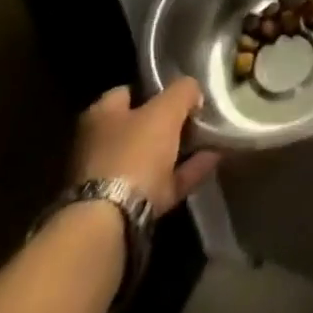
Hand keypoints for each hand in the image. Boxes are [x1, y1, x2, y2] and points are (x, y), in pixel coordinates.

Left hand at [72, 80, 220, 216]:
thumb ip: (184, 91)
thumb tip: (193, 91)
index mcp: (99, 116)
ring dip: (181, 149)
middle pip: (140, 127)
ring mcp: (111, 180)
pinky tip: (213, 161)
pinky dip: (186, 172)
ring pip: (152, 158)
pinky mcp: (126, 209)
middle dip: (169, 122)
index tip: (182, 90)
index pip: (128, 92)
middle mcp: (99, 146)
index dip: (155, 89)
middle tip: (199, 115)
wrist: (113, 223)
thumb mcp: (167, 109)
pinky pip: (163, 183)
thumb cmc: (135, 152)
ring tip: (213, 137)